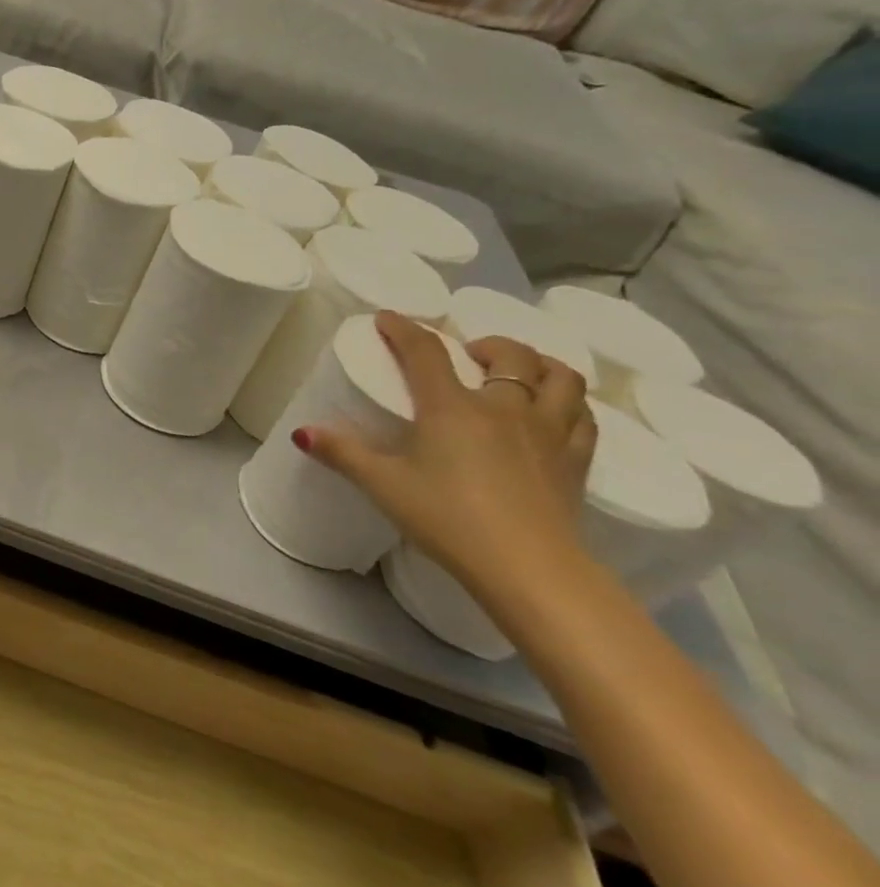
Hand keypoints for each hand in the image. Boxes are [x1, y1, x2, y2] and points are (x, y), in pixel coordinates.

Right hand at [298, 311, 596, 599]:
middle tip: (468, 354)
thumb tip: (302, 431)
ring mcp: (548, 432)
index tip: (389, 318)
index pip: (425, 352)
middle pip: (510, 354)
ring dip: (539, 364)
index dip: (404, 329)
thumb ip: (343, 453)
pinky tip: (554, 413)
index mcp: (452, 408)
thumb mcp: (384, 485)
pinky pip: (584, 417)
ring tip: (518, 373)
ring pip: (561, 378)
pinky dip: (568, 403)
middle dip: (487, 343)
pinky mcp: (576, 461)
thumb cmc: (448, 519)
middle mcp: (504, 408)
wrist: (529, 568)